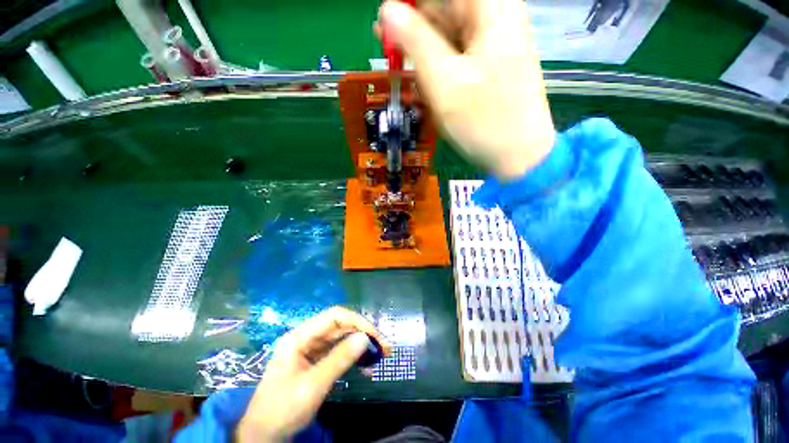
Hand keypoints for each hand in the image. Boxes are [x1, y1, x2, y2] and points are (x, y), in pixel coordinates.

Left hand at [236, 307, 389, 441]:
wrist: (262, 436)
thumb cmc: (282, 409)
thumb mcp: (312, 386)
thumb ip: (339, 360)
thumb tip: (365, 338)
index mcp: (300, 336)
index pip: (334, 316)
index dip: (357, 321)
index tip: (375, 335)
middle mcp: (307, 338)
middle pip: (340, 326)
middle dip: (363, 333)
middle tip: (384, 347)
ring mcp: (311, 350)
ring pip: (341, 338)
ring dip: (360, 344)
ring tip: (380, 355)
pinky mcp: (315, 362)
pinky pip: (338, 352)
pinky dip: (353, 356)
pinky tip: (365, 365)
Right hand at [377, 0, 555, 179]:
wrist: (518, 156)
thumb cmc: (483, 121)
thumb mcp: (443, 81)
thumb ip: (414, 41)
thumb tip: (387, 10)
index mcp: (490, 6)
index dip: (410, 6)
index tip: (386, 23)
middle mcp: (495, 14)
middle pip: (444, 8)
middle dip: (413, 26)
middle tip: (385, 44)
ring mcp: (494, 41)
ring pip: (448, 32)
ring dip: (422, 49)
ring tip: (399, 63)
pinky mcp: (490, 64)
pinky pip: (457, 53)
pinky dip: (436, 64)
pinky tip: (423, 79)